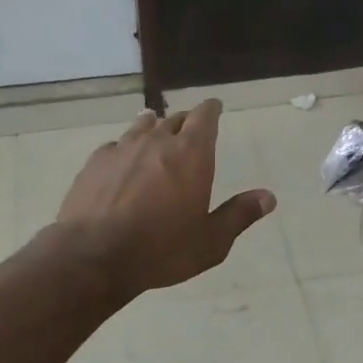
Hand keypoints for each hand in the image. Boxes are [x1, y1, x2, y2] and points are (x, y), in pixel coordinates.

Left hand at [53, 99, 274, 297]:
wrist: (94, 255)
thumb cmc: (161, 249)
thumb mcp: (211, 241)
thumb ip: (239, 215)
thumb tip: (268, 196)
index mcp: (191, 154)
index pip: (204, 117)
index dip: (211, 110)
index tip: (214, 107)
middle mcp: (157, 141)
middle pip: (174, 119)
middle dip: (184, 122)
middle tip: (189, 129)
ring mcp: (122, 149)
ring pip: (142, 126)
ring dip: (153, 127)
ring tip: (155, 128)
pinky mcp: (94, 162)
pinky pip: (115, 145)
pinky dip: (125, 148)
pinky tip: (122, 159)